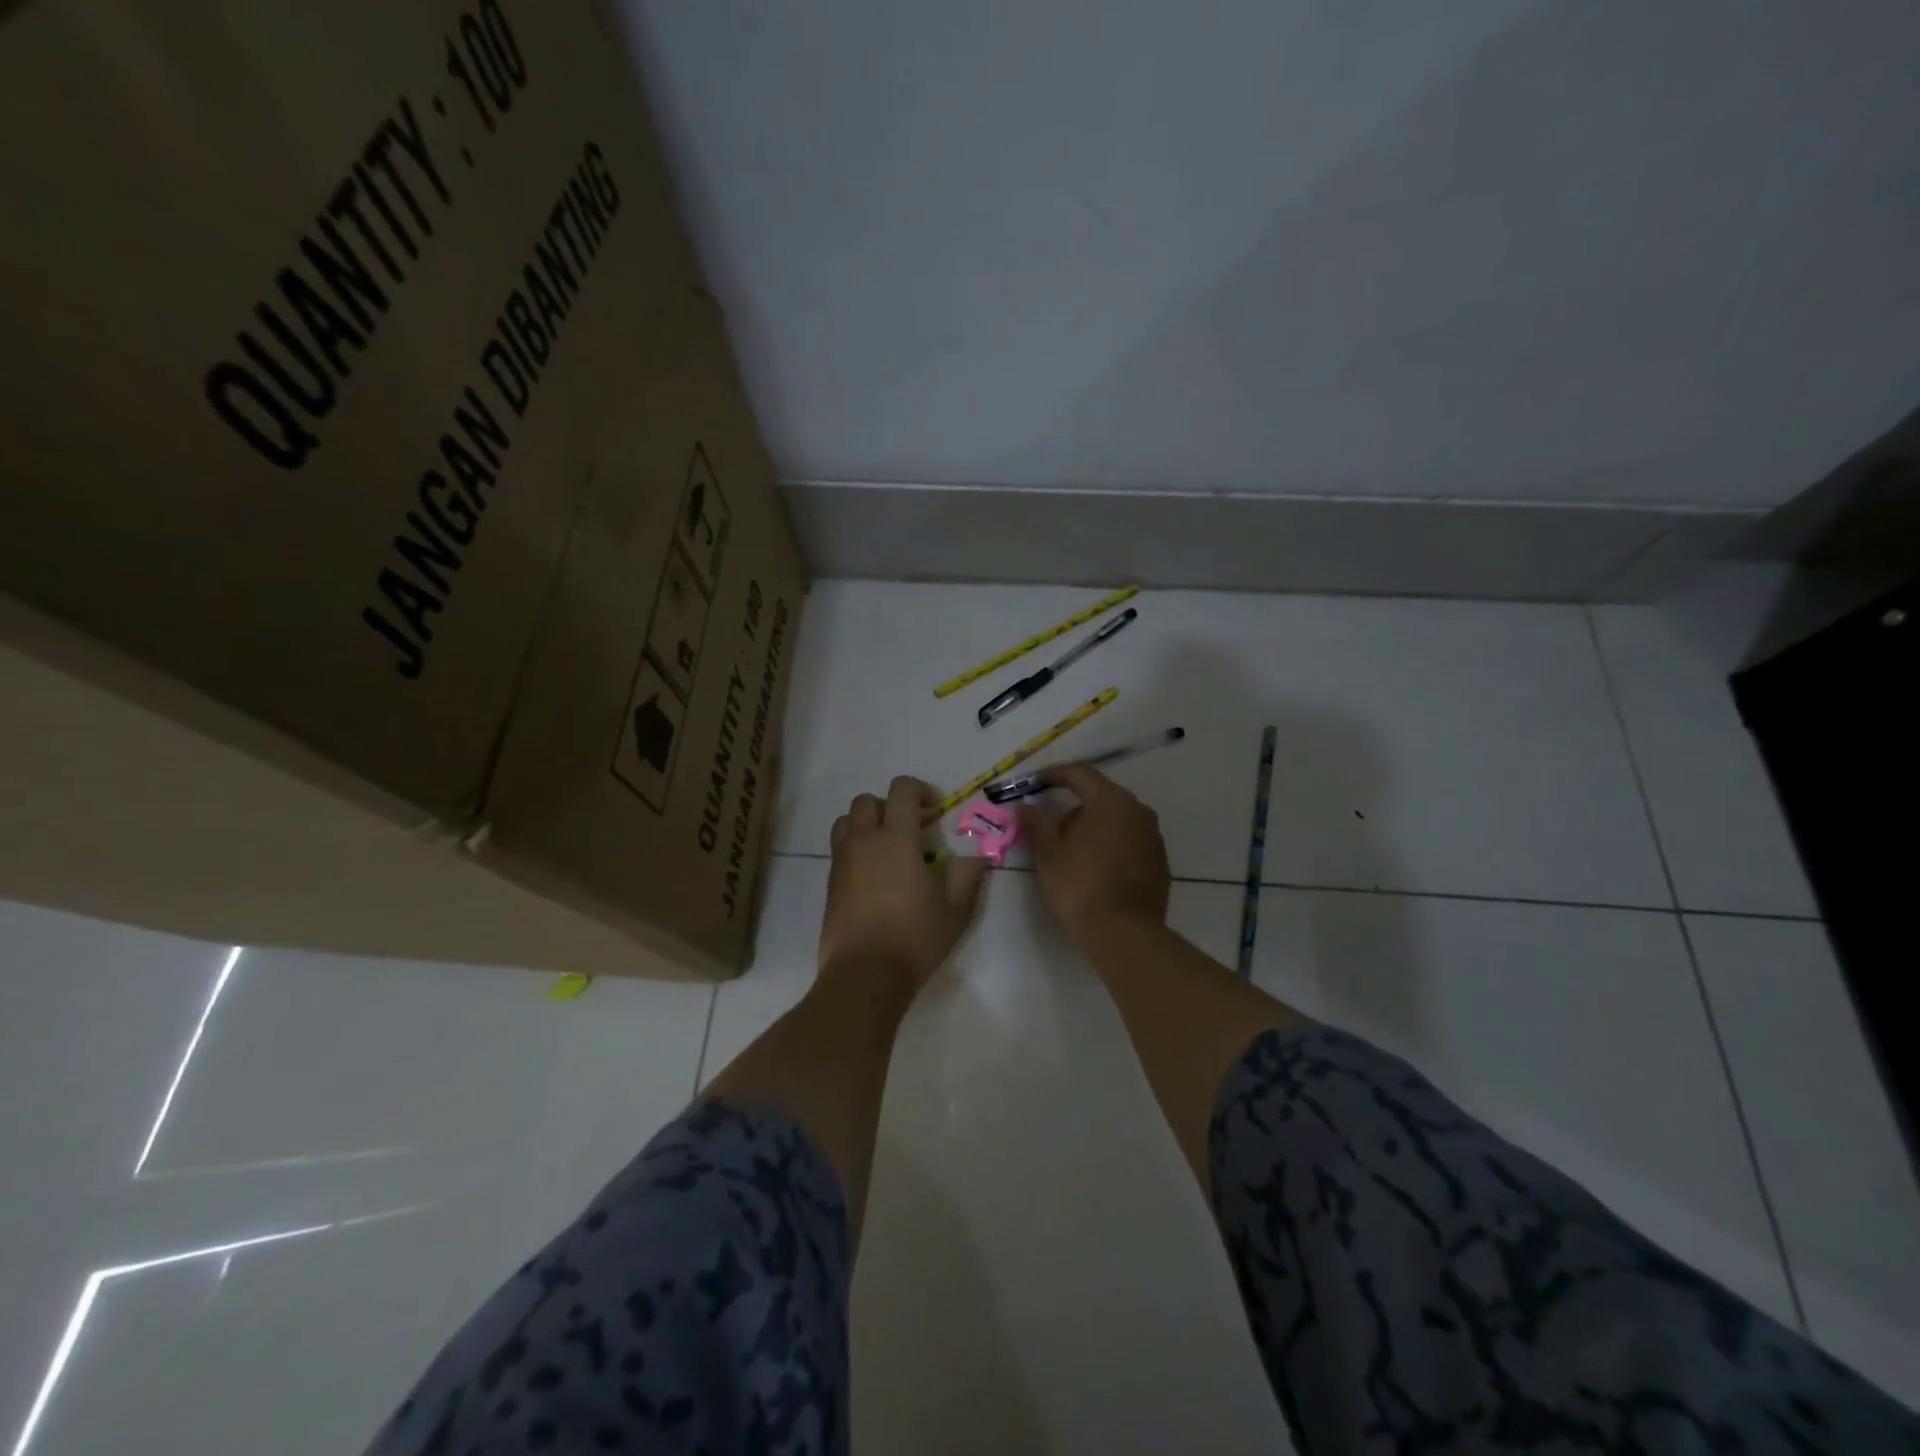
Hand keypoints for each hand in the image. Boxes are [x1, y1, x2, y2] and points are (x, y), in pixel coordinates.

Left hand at [820, 776, 988, 997]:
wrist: (865, 974)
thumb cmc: (915, 937)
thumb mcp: (955, 908)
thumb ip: (967, 875)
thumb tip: (976, 857)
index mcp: (896, 838)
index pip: (902, 790)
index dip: (920, 790)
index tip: (936, 810)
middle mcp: (864, 841)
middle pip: (867, 801)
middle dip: (890, 806)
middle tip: (911, 828)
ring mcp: (842, 861)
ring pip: (847, 821)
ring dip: (867, 823)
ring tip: (887, 847)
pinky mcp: (830, 883)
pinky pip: (840, 849)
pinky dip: (856, 848)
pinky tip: (875, 875)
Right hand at [1016, 764, 1170, 938]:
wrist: (1124, 934)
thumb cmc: (1080, 887)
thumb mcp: (1048, 855)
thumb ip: (1035, 824)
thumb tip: (1023, 806)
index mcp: (1110, 801)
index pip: (1081, 774)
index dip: (1056, 775)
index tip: (1036, 782)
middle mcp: (1138, 810)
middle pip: (1100, 796)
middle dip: (1074, 807)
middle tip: (1051, 829)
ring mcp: (1153, 835)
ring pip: (1117, 819)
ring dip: (1093, 827)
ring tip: (1072, 853)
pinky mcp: (1160, 860)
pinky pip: (1130, 840)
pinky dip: (1111, 844)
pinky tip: (1096, 869)